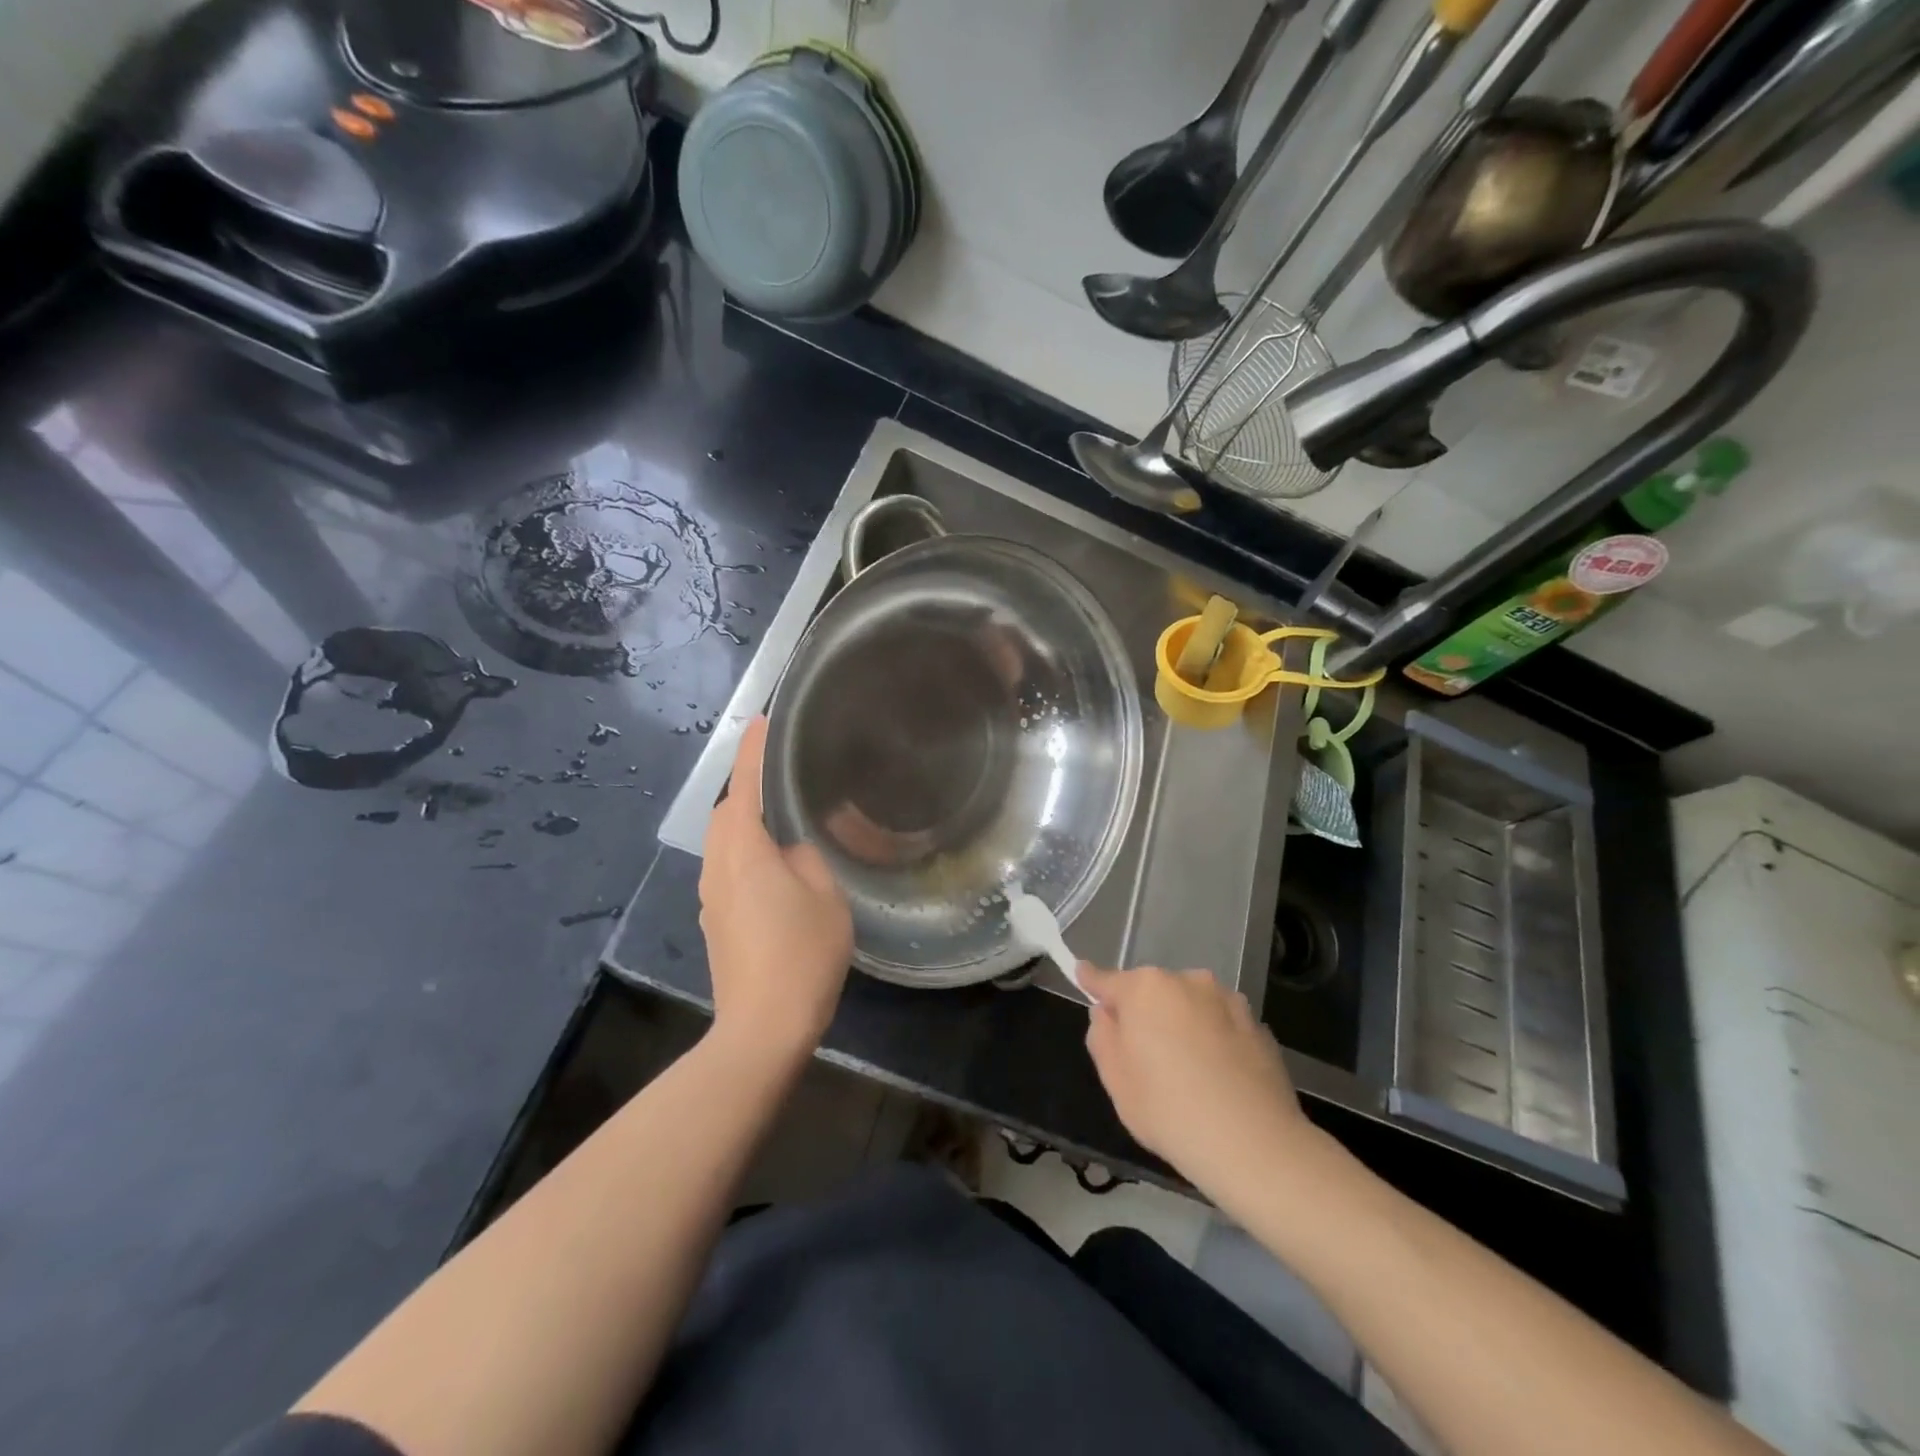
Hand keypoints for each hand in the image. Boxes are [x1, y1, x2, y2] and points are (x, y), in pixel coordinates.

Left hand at [700, 718, 852, 1066]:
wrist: (762, 1028)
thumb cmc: (801, 956)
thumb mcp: (826, 899)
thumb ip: (807, 861)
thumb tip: (790, 853)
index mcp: (745, 854)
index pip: (745, 788)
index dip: (752, 753)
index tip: (761, 723)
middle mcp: (718, 869)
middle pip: (724, 814)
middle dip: (744, 787)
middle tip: (776, 776)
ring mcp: (710, 898)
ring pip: (721, 843)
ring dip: (743, 822)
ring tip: (776, 818)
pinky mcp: (714, 922)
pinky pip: (725, 868)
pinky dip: (743, 852)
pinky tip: (771, 868)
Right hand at [1080, 965, 1317, 1199]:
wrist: (1254, 1144)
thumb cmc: (1169, 1110)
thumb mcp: (1115, 1079)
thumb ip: (1103, 1035)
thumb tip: (1107, 1012)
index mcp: (1145, 988)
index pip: (1107, 979)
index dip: (1092, 981)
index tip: (1081, 973)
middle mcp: (1187, 980)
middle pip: (1153, 992)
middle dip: (1145, 1013)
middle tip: (1145, 1058)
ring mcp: (1227, 1000)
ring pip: (1190, 1005)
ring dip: (1182, 1024)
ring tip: (1188, 1072)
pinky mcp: (1258, 1025)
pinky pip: (1221, 1025)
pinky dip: (1214, 1040)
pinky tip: (1218, 1078)